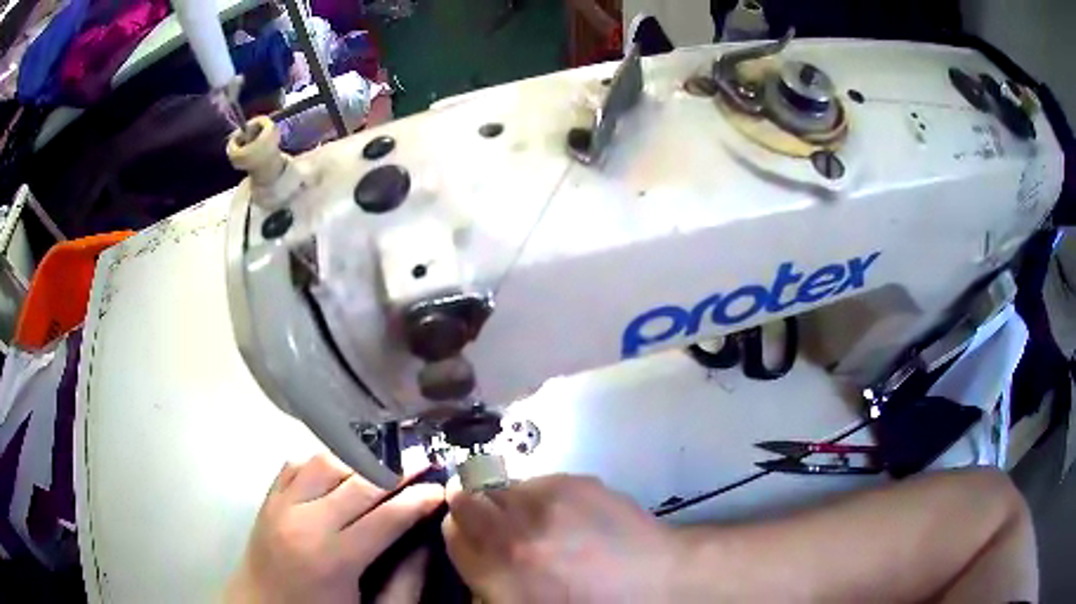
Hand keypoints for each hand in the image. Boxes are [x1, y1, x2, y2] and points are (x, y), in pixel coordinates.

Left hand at [225, 454, 443, 603]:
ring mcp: (281, 504)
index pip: (387, 515)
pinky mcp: (267, 498)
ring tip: (385, 462)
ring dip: (359, 458)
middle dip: (398, 468)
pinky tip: (341, 469)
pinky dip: (324, 460)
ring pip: (326, 461)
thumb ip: (406, 583)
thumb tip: (427, 542)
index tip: (441, 487)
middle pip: (359, 480)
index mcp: (333, 558)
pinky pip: (297, 463)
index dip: (419, 498)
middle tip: (424, 460)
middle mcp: (304, 521)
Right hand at [442, 474, 683, 601]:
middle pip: (468, 498)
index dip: (461, 533)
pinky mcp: (576, 481)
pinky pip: (539, 482)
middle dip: (478, 511)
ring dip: (513, 504)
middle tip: (504, 529)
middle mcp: (516, 528)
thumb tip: (476, 557)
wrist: (657, 582)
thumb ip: (489, 582)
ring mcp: (547, 500)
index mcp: (500, 568)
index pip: (452, 530)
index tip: (473, 537)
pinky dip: (545, 498)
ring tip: (543, 525)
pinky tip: (571, 518)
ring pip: (504, 488)